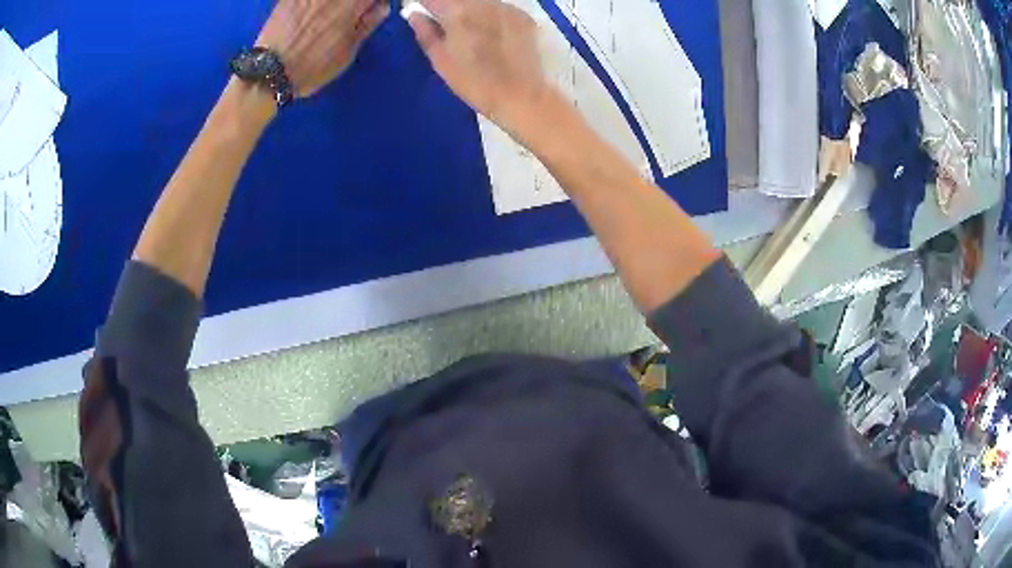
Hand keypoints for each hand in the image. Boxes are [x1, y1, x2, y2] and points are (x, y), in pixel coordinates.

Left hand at [257, 0, 390, 97]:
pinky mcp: (289, 0)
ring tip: (327, 18)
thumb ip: (366, 26)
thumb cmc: (311, 68)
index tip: (372, 9)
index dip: (375, 3)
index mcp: (351, 6)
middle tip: (352, 15)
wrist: (269, 72)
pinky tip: (310, 16)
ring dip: (332, 6)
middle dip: (354, 4)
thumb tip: (382, 7)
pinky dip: (311, 6)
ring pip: (327, 0)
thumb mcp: (346, 53)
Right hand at [406, 0, 551, 133]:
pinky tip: (495, 35)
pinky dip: (493, 16)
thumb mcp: (441, 61)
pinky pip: (501, 9)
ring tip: (473, 32)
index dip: (425, 5)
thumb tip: (415, 15)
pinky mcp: (524, 17)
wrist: (521, 95)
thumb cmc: (473, 83)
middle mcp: (481, 4)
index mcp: (456, 13)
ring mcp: (506, 8)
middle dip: (450, 8)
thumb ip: (426, 33)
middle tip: (448, 26)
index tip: (423, 12)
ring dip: (471, 10)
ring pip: (480, 2)